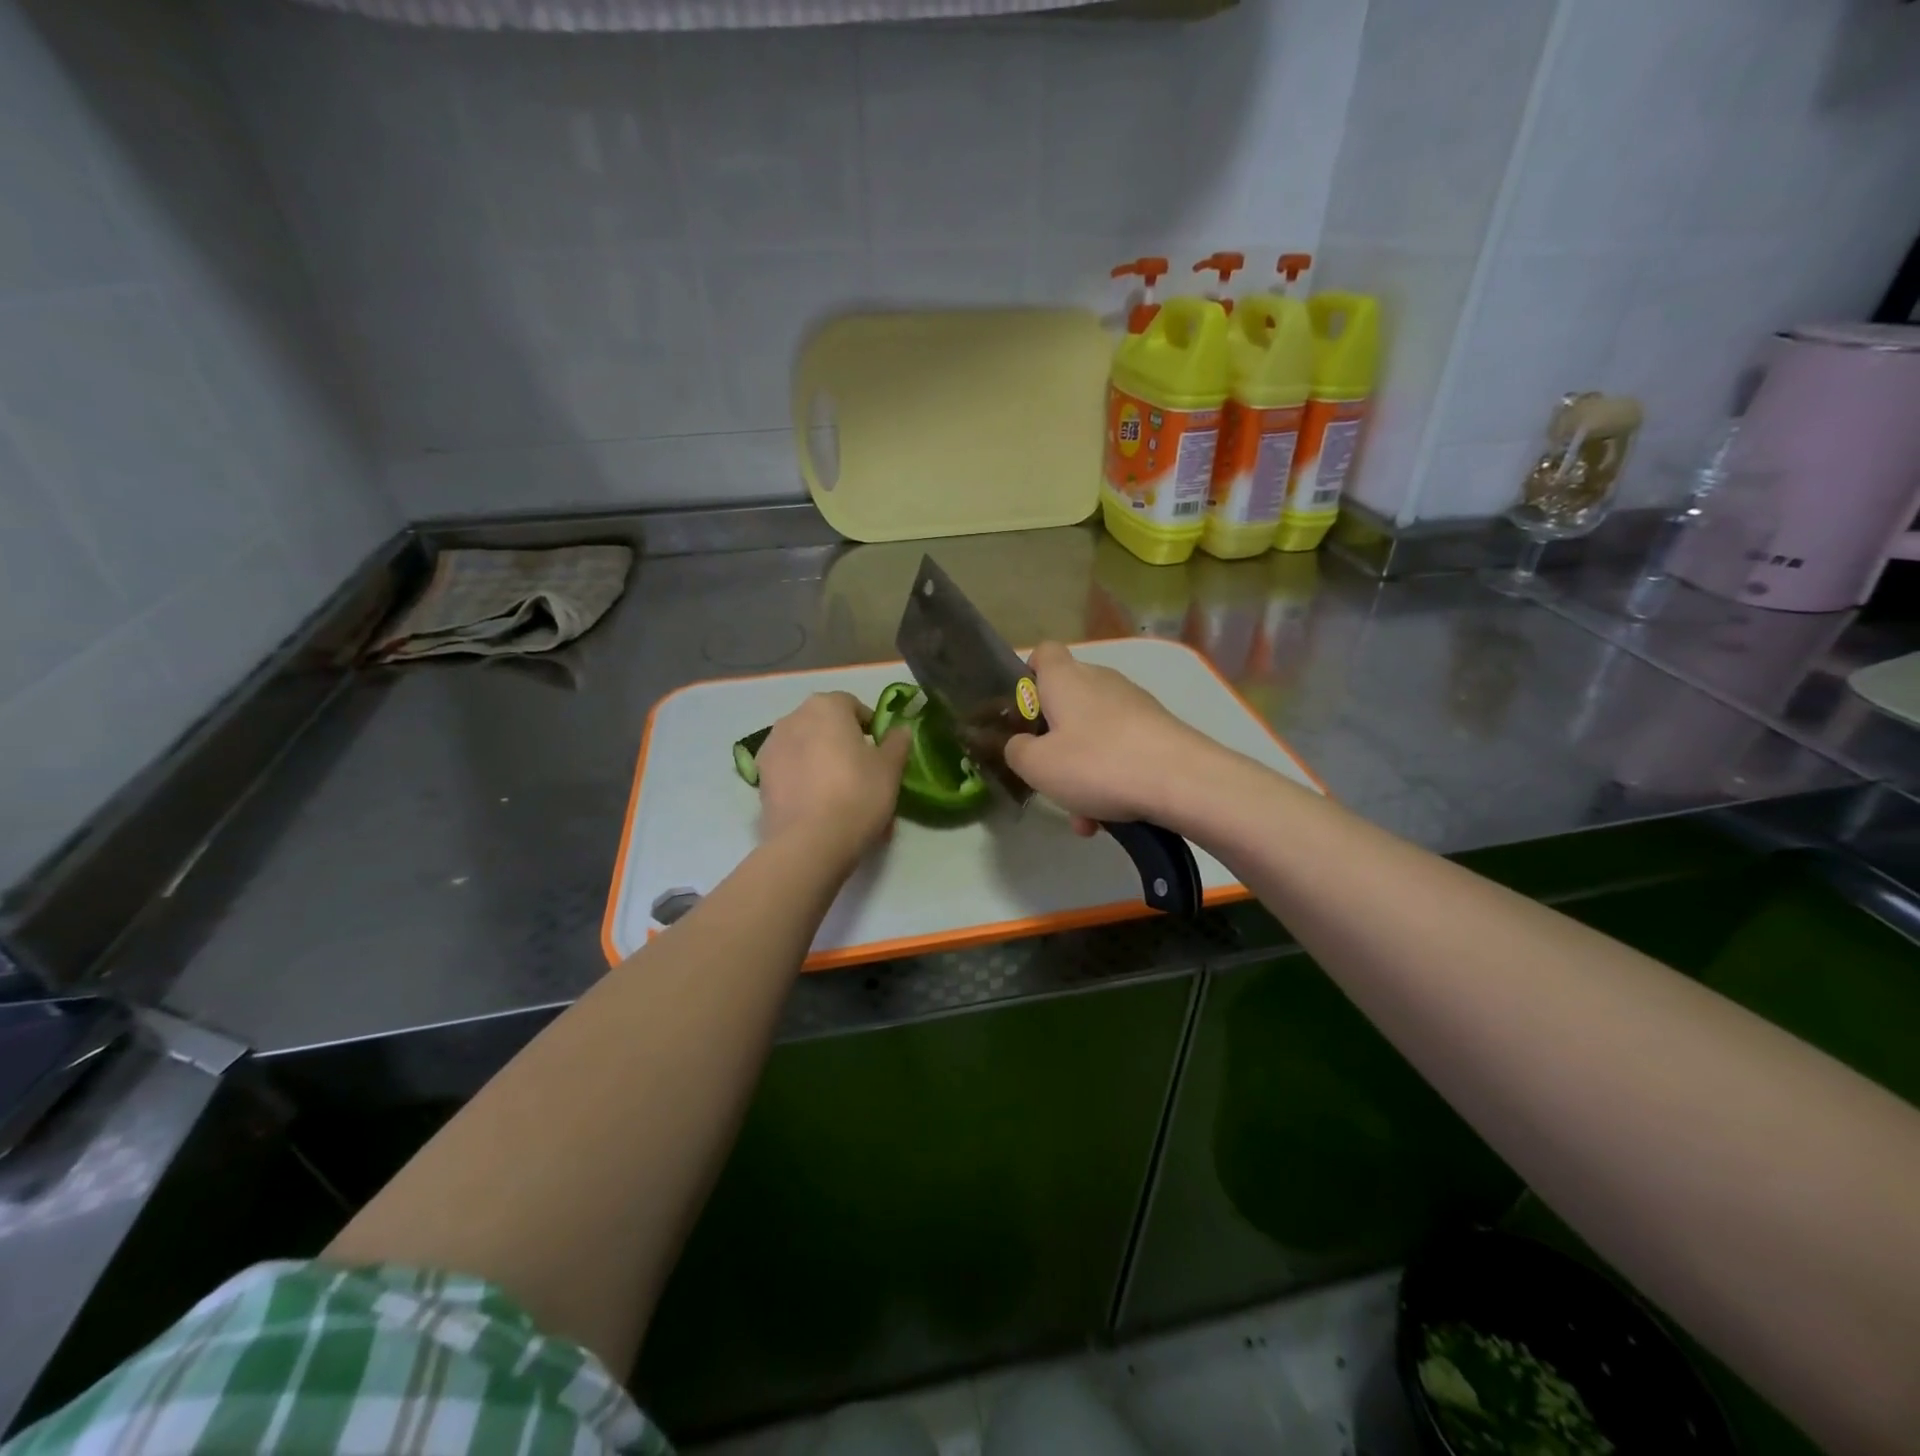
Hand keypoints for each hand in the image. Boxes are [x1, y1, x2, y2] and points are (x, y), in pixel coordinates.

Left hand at [755, 691, 911, 864]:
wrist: (809, 842)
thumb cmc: (857, 794)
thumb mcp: (890, 769)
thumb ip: (896, 743)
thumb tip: (900, 730)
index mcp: (826, 706)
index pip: (851, 704)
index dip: (869, 725)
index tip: (880, 750)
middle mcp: (792, 718)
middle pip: (824, 724)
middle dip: (841, 741)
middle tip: (861, 771)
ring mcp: (771, 747)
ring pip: (804, 747)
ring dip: (819, 759)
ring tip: (837, 791)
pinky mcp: (760, 777)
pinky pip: (789, 769)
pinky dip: (802, 778)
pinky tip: (816, 804)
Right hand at [1003, 643, 1205, 829]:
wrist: (1182, 780)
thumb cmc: (1096, 763)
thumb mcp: (1037, 766)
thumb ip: (1016, 751)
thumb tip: (1021, 744)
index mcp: (1066, 678)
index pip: (1043, 653)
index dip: (1028, 676)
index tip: (1022, 712)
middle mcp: (1101, 681)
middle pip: (1067, 702)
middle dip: (1055, 743)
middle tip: (1050, 778)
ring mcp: (1134, 704)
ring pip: (1094, 735)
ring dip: (1084, 773)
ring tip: (1086, 818)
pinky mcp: (1158, 729)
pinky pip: (1122, 752)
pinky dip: (1112, 780)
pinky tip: (1113, 819)